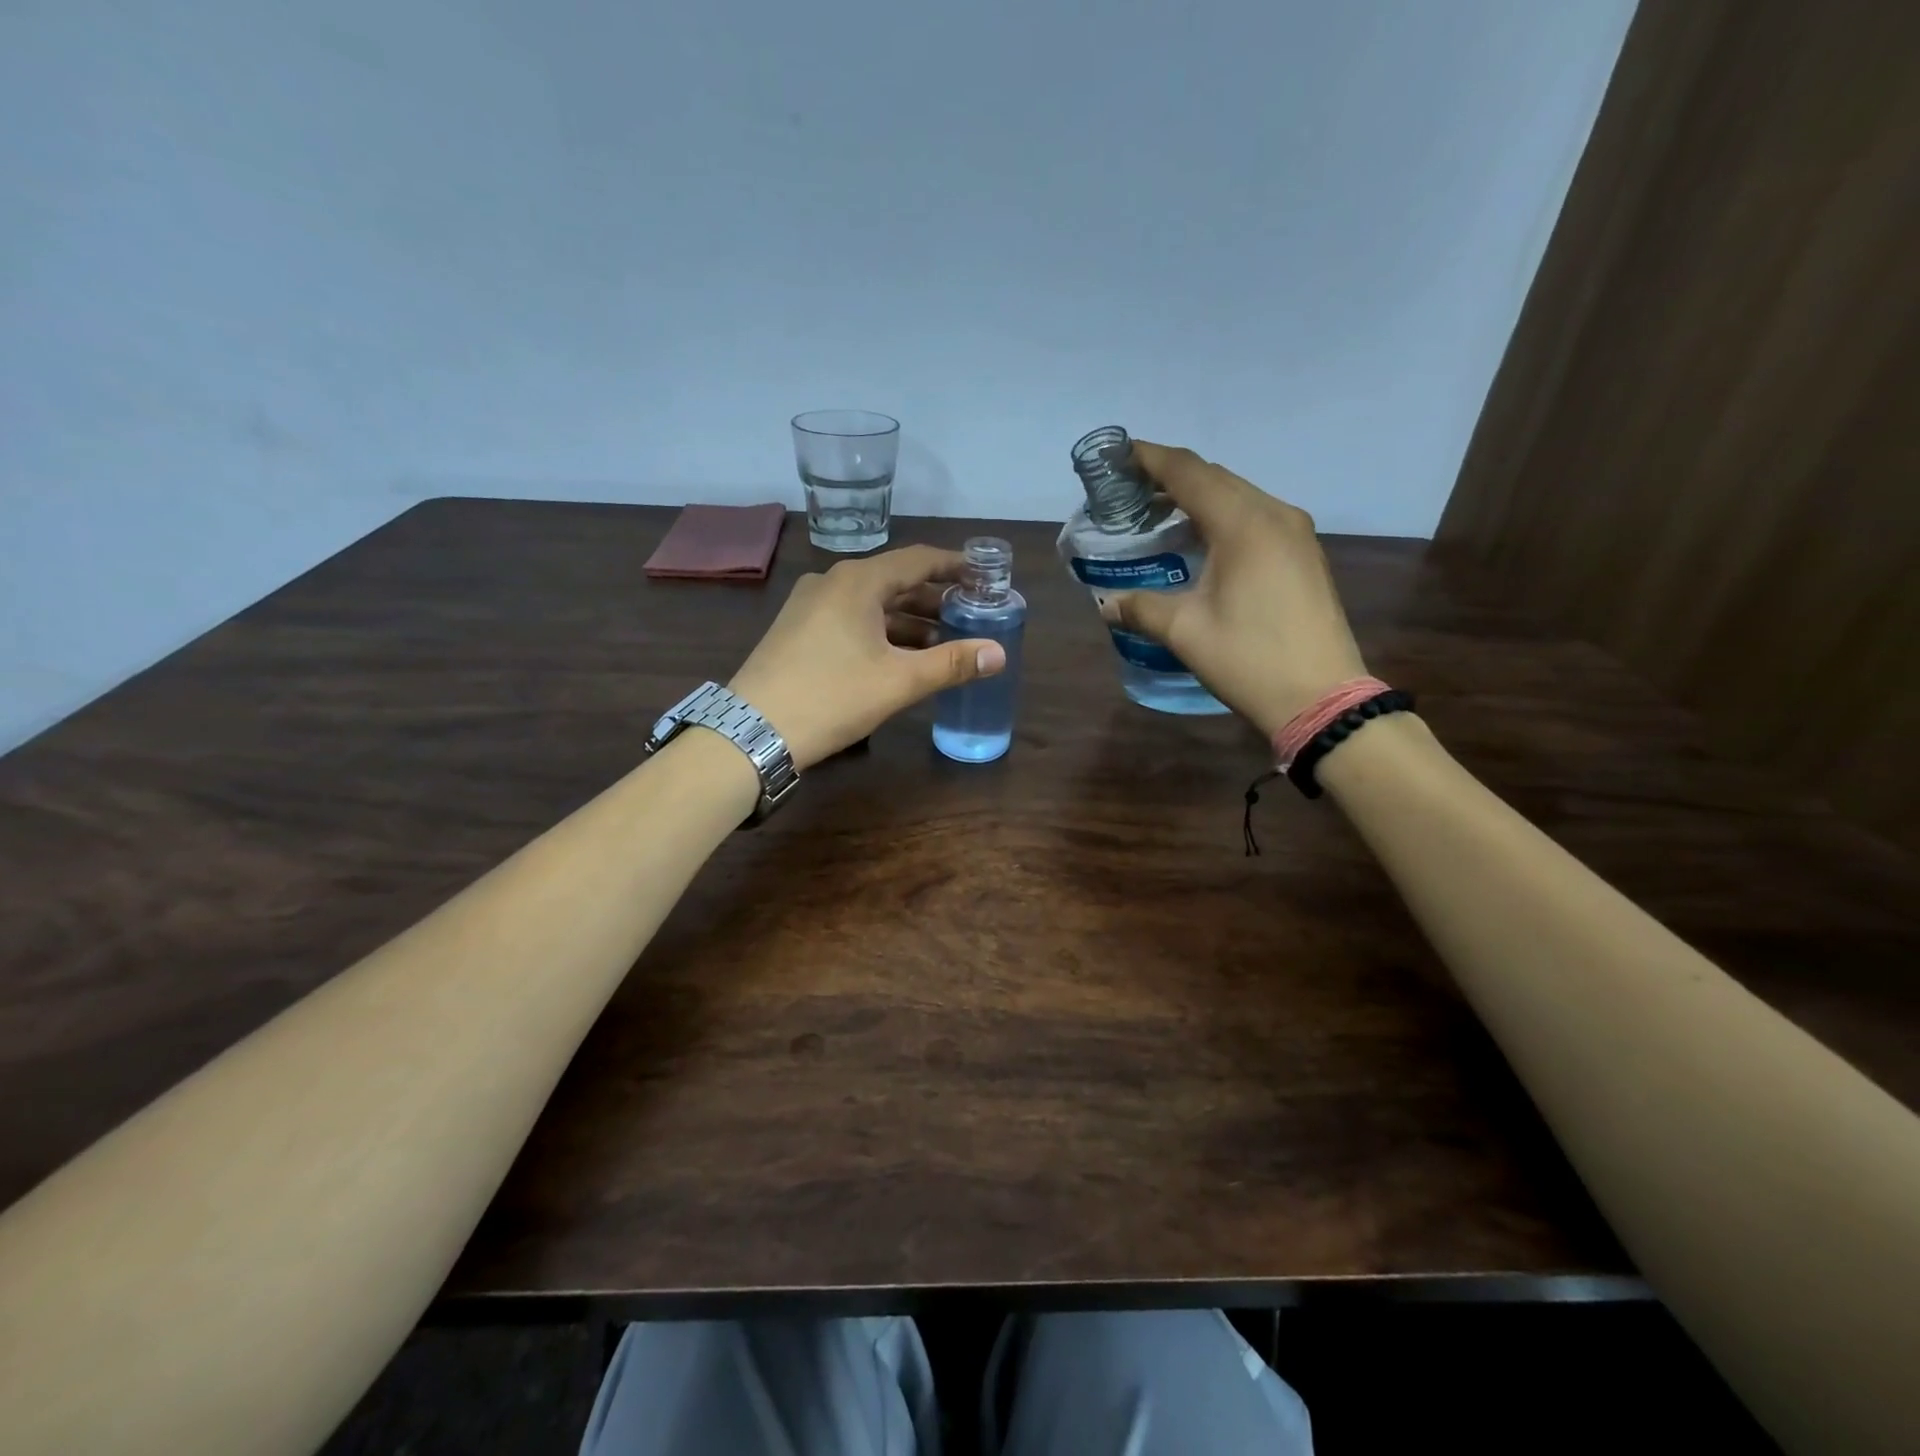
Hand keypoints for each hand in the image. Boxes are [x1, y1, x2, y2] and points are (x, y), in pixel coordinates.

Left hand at [729, 546, 1006, 767]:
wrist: (752, 730)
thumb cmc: (832, 697)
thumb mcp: (898, 681)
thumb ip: (951, 663)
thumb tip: (999, 653)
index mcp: (858, 581)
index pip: (918, 559)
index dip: (954, 565)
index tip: (983, 575)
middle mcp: (832, 582)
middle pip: (894, 580)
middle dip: (933, 597)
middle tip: (969, 613)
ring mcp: (809, 606)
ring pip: (870, 603)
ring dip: (907, 619)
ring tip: (941, 640)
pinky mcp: (797, 630)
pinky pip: (849, 618)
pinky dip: (879, 630)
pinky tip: (897, 655)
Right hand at [1105, 441, 1367, 737]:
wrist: (1321, 697)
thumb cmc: (1249, 659)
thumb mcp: (1185, 632)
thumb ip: (1141, 608)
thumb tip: (1106, 604)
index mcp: (1243, 524)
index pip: (1189, 473)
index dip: (1150, 459)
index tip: (1118, 455)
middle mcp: (1274, 514)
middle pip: (1215, 478)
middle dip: (1171, 476)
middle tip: (1129, 489)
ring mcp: (1296, 533)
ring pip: (1238, 495)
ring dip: (1198, 496)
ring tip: (1158, 512)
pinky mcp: (1304, 555)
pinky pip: (1256, 517)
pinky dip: (1222, 516)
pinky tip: (1201, 540)